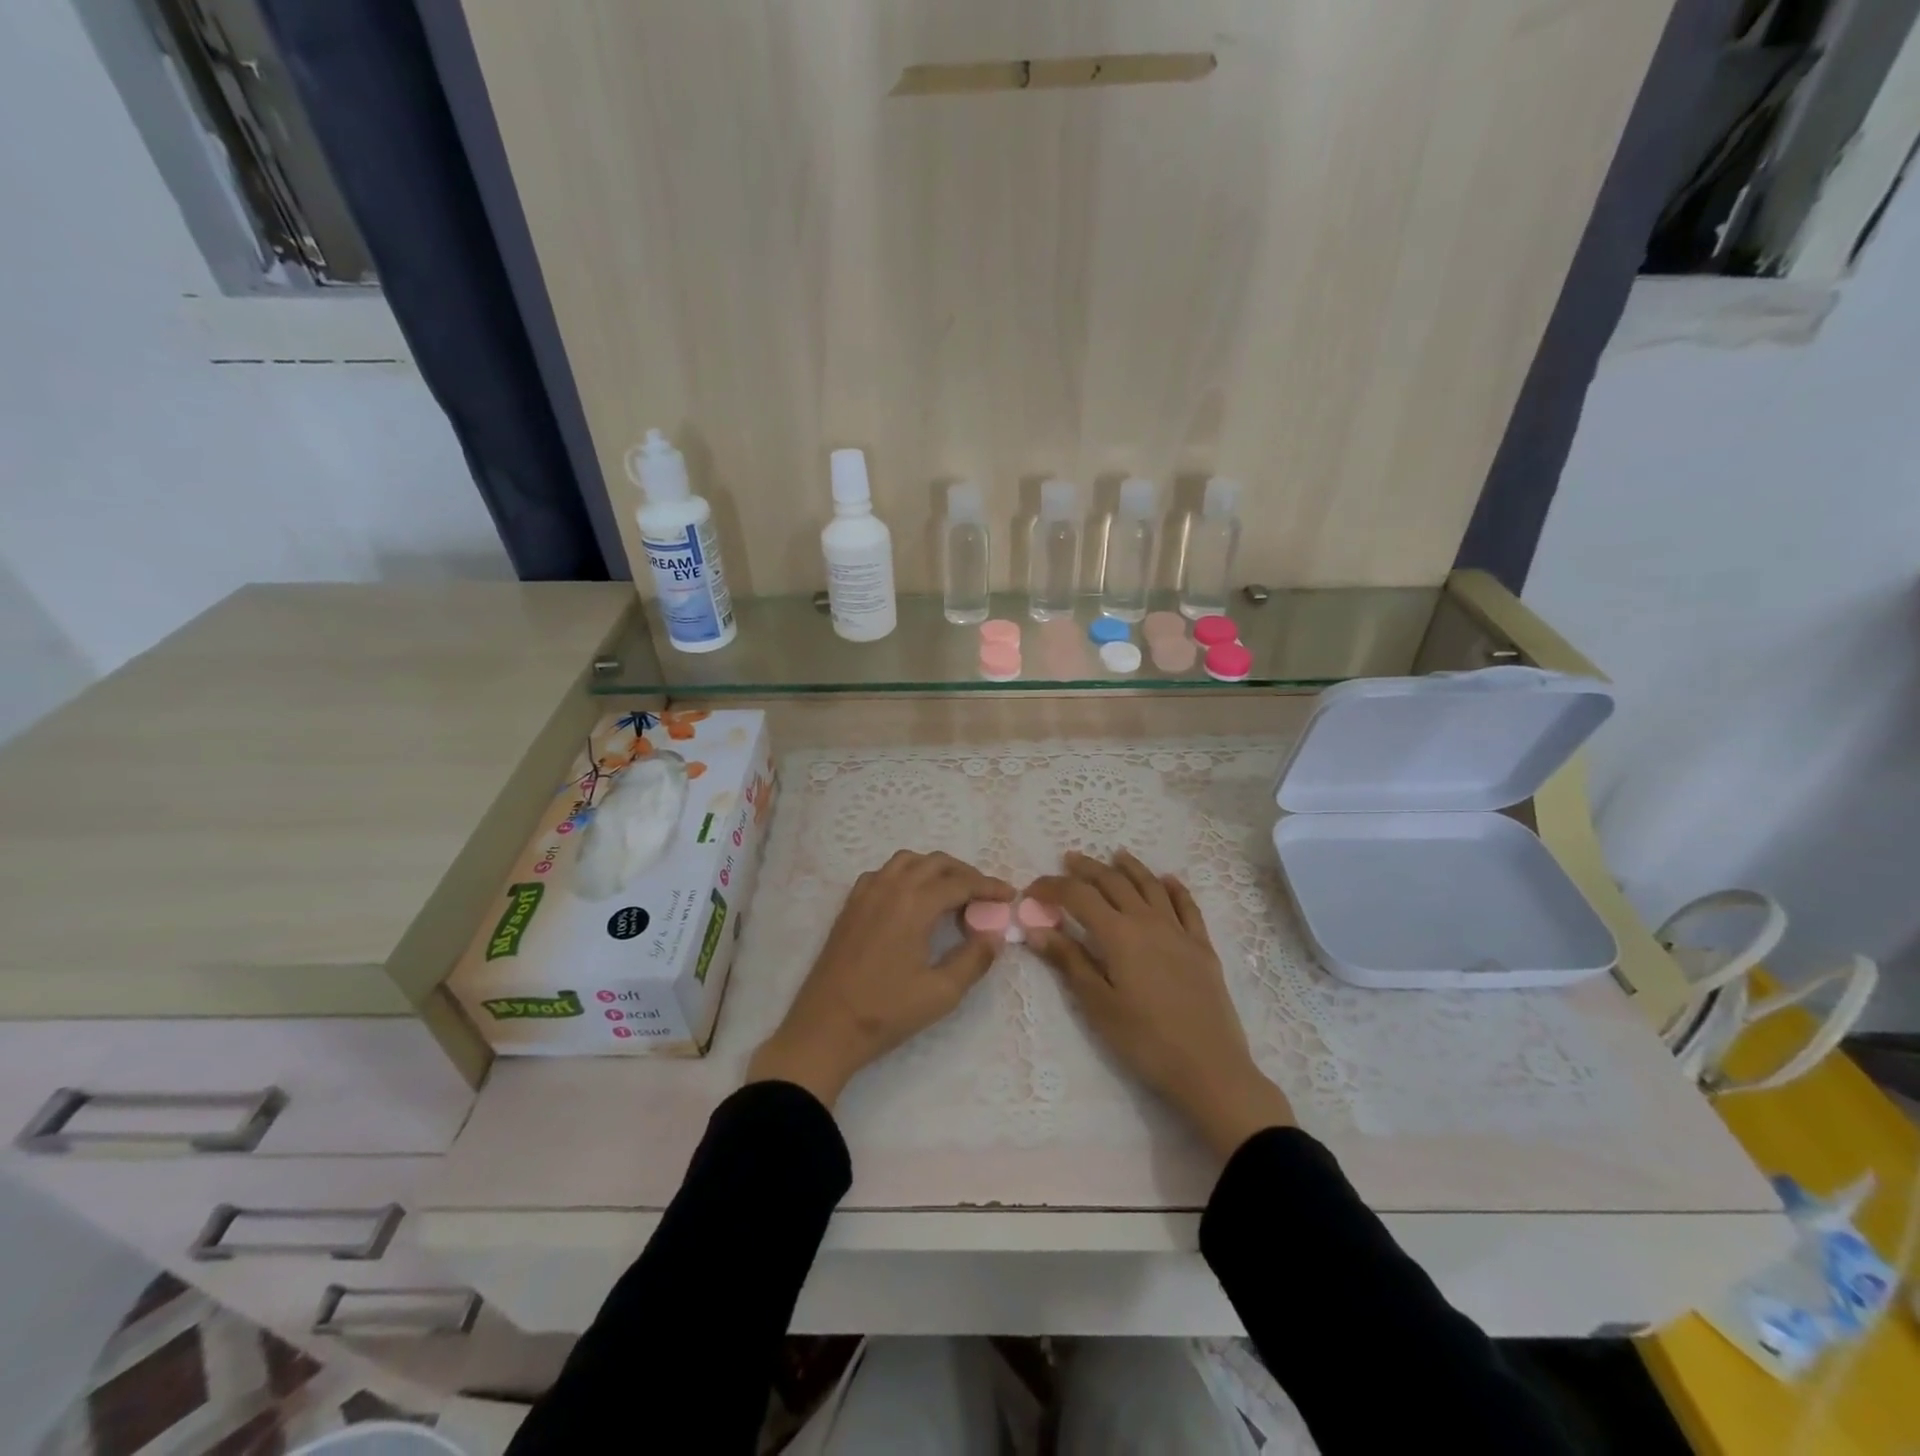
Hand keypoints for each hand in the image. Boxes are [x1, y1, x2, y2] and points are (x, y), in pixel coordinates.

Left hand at [747, 851, 1013, 1107]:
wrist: (826, 1027)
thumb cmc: (886, 1011)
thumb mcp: (941, 992)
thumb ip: (974, 959)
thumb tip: (994, 935)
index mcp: (914, 904)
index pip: (960, 883)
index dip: (989, 887)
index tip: (1010, 895)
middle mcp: (890, 887)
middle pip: (935, 862)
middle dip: (965, 873)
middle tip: (985, 895)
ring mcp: (866, 893)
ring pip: (907, 861)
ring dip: (934, 868)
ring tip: (951, 891)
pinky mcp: (850, 905)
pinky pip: (883, 873)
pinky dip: (906, 875)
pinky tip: (911, 898)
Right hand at [1027, 850, 1294, 1159]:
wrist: (1209, 1068)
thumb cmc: (1145, 1040)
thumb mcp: (1098, 1004)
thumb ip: (1069, 961)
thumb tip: (1036, 929)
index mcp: (1119, 934)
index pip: (1079, 897)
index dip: (1053, 888)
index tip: (1033, 889)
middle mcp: (1148, 921)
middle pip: (1114, 883)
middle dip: (1088, 869)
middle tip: (1069, 859)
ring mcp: (1179, 931)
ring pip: (1151, 886)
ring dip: (1130, 868)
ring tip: (1116, 855)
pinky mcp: (1202, 947)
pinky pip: (1187, 906)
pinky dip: (1175, 888)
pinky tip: (1168, 880)